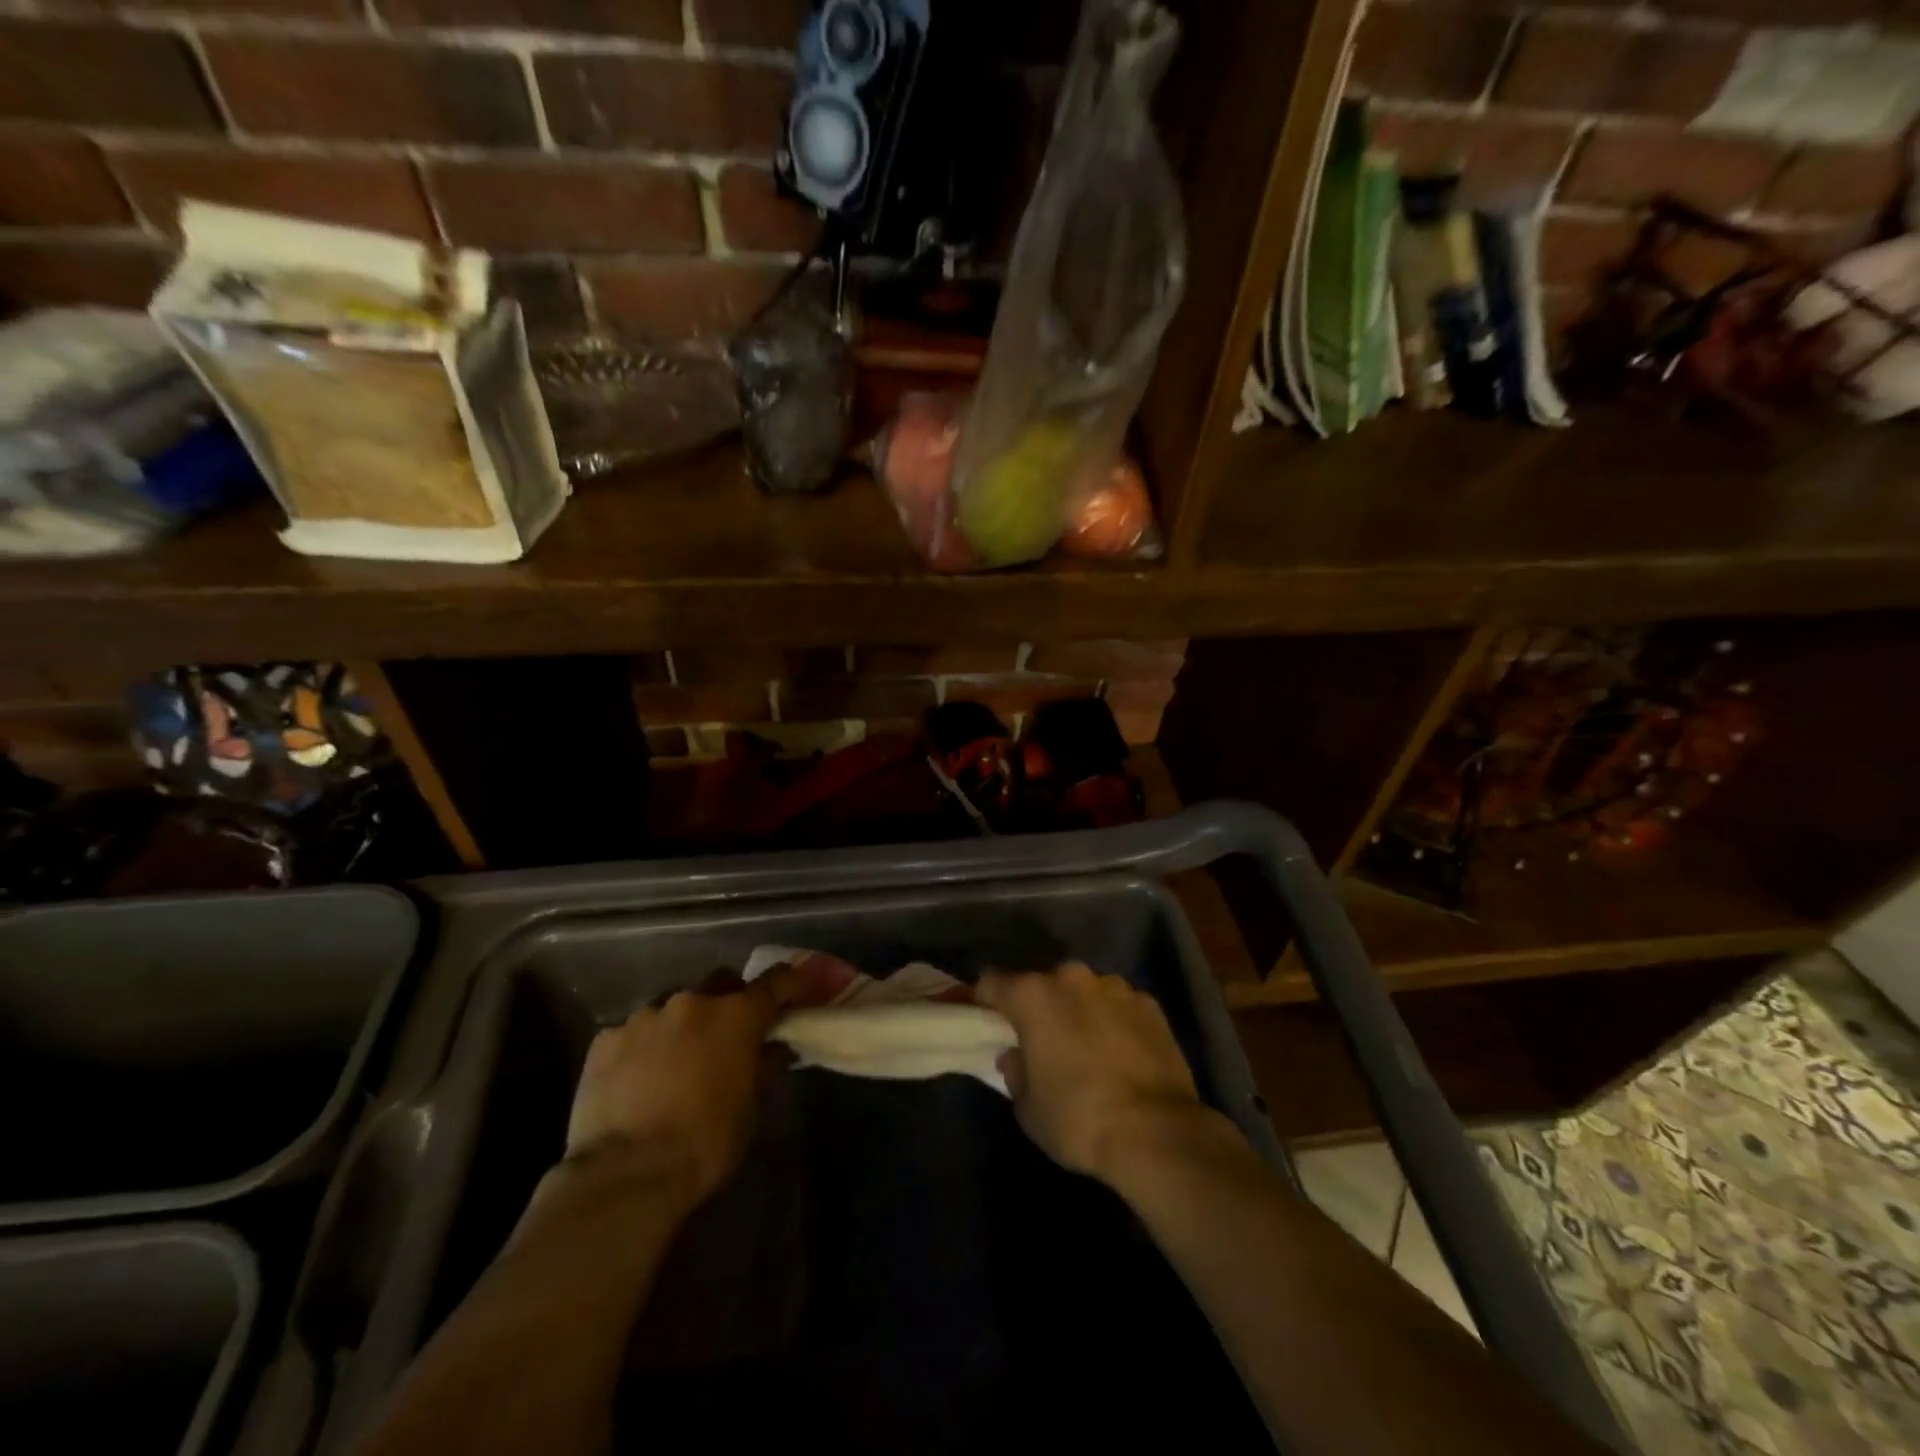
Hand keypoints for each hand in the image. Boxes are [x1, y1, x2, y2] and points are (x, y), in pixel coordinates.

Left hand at [562, 969, 795, 1205]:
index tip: (792, 994)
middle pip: (720, 984)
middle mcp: (692, 1002)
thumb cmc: (704, 1142)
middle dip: (727, 1003)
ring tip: (673, 1065)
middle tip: (725, 1037)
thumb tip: (774, 1047)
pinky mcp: (606, 1039)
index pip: (775, 981)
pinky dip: (642, 1048)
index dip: (788, 984)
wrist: (625, 1174)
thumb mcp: (750, 1110)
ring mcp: (645, 1016)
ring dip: (681, 1027)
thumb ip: (764, 1067)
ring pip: (673, 1008)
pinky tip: (636, 1081)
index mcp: (736, 1016)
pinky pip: (633, 1032)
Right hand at [977, 962, 1205, 1186]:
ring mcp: (1115, 986)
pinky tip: (1120, 1055)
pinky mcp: (1150, 1003)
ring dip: (1076, 1012)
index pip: (990, 983)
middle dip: (1036, 1008)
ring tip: (1085, 1050)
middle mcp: (1072, 977)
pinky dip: (1112, 1022)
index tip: (981, 1021)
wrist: (1157, 1133)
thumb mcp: (1027, 1108)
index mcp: (1033, 994)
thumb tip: (1017, 1056)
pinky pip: (1117, 1006)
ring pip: (1082, 992)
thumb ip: (1015, 1071)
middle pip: (1041, 984)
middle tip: (1038, 1043)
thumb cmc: (1078, 1119)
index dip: (981, 1001)